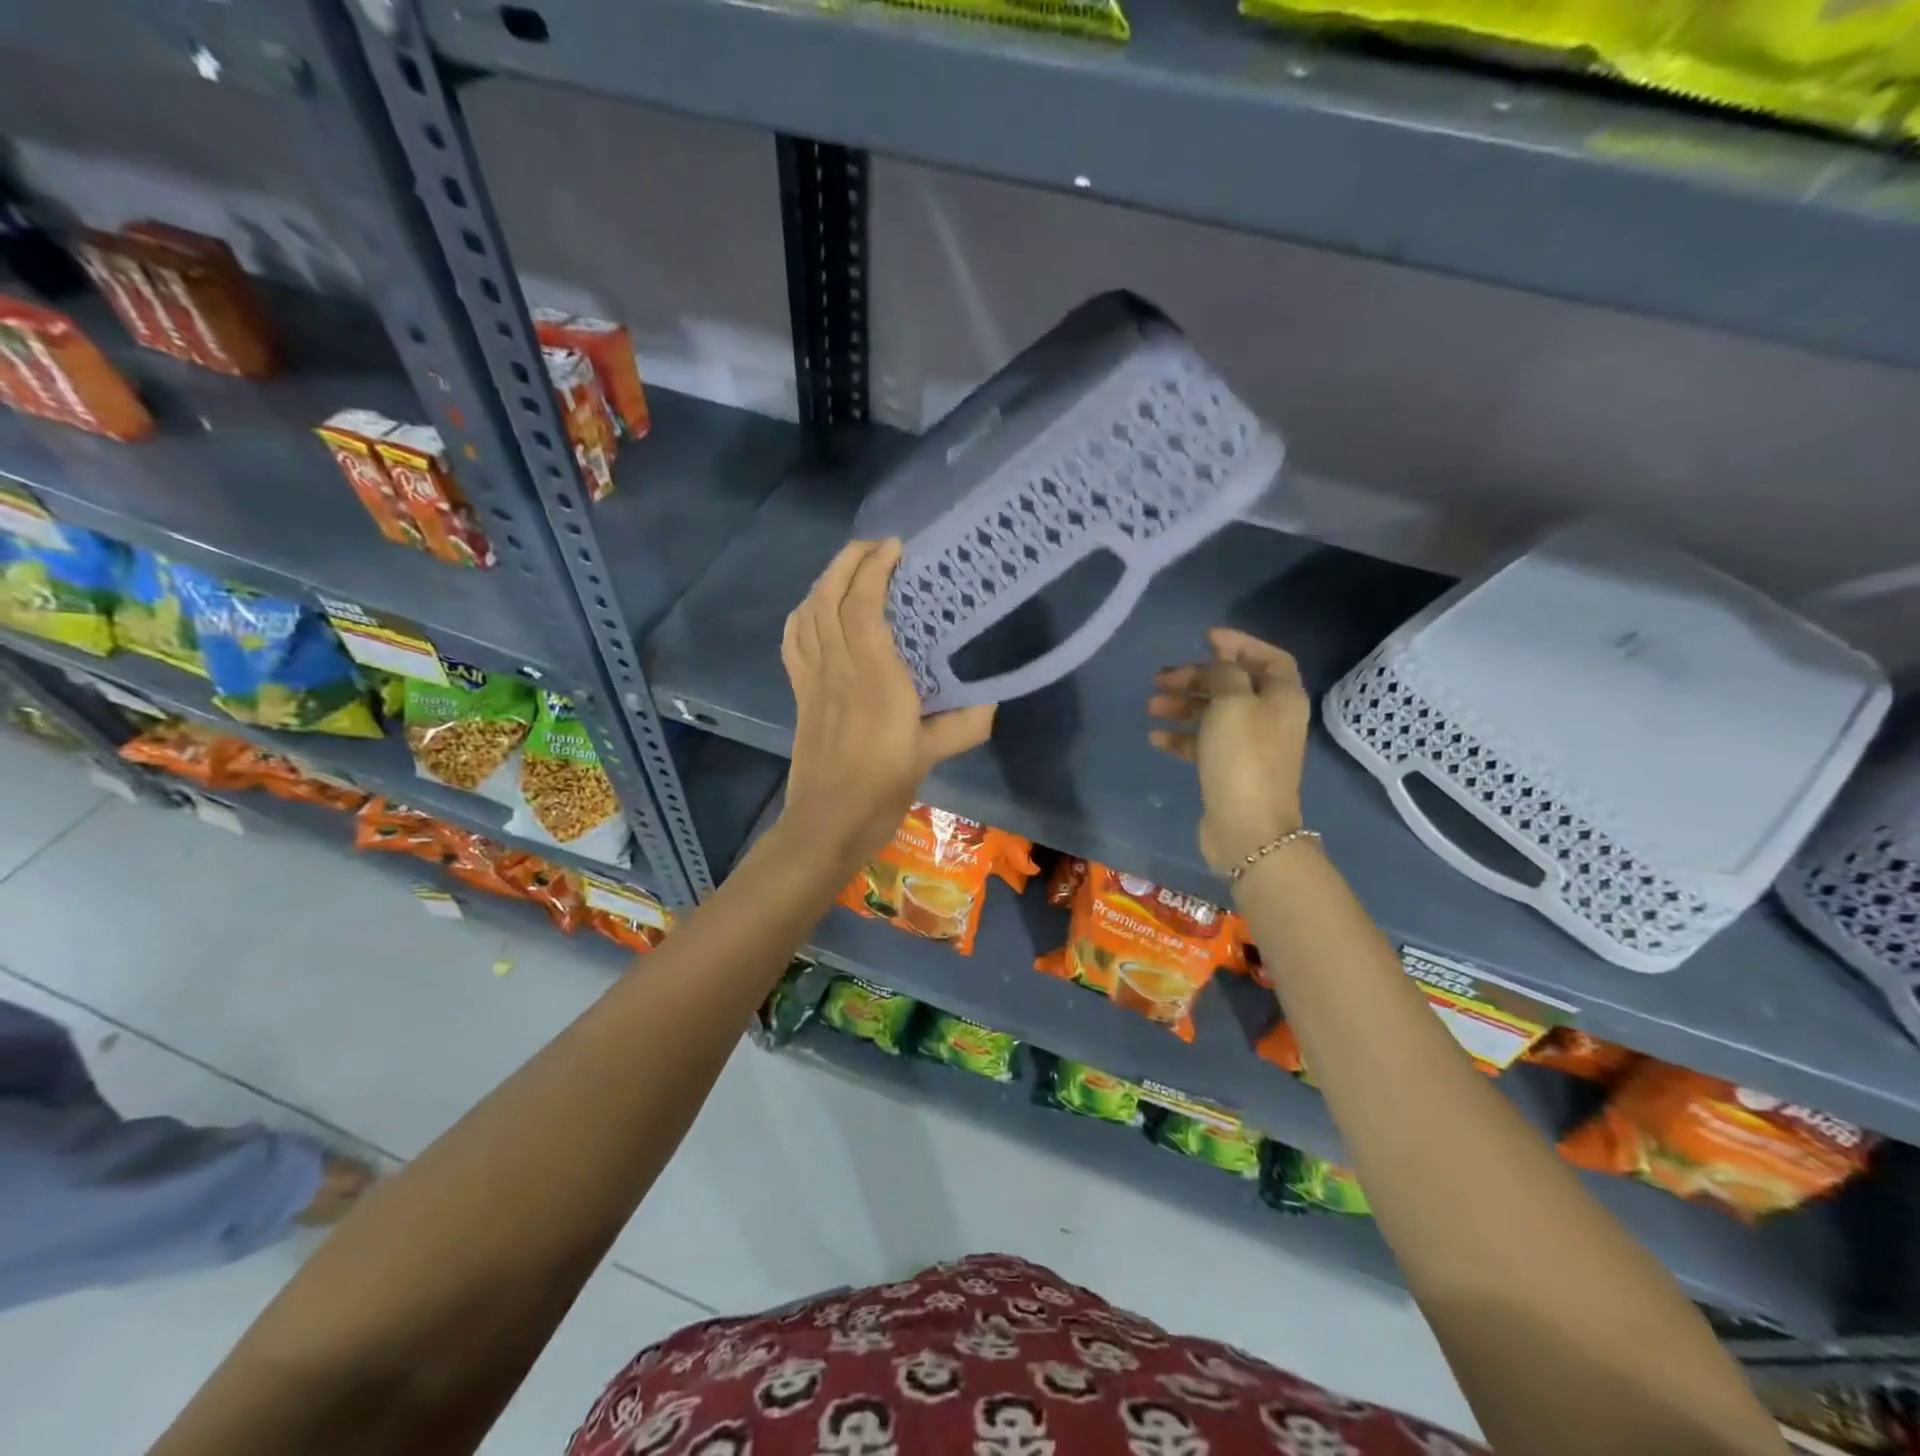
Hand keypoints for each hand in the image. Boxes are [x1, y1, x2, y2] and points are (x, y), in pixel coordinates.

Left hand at [779, 539, 995, 865]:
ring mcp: (813, 679)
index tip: (896, 548)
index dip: (874, 570)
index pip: (862, 607)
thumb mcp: (931, 756)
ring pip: (808, 613)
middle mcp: (838, 668)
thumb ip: (964, 724)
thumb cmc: (881, 788)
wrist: (828, 822)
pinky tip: (815, 608)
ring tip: (851, 568)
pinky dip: (803, 613)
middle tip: (876, 547)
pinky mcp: (800, 692)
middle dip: (848, 561)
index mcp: (874, 678)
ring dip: (825, 580)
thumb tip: (991, 700)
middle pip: (829, 598)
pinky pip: (794, 640)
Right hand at [1148, 627, 1310, 873]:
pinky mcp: (1228, 770)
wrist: (1247, 827)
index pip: (1267, 657)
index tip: (1204, 638)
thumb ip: (1223, 673)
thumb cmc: (1243, 757)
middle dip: (1196, 676)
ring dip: (1182, 705)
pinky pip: (1203, 743)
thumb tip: (1216, 667)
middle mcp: (1270, 717)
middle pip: (1232, 684)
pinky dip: (1180, 736)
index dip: (1239, 643)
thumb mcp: (1233, 702)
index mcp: (1282, 697)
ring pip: (1213, 713)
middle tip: (1161, 678)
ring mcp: (1249, 746)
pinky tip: (1156, 738)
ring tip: (1151, 706)